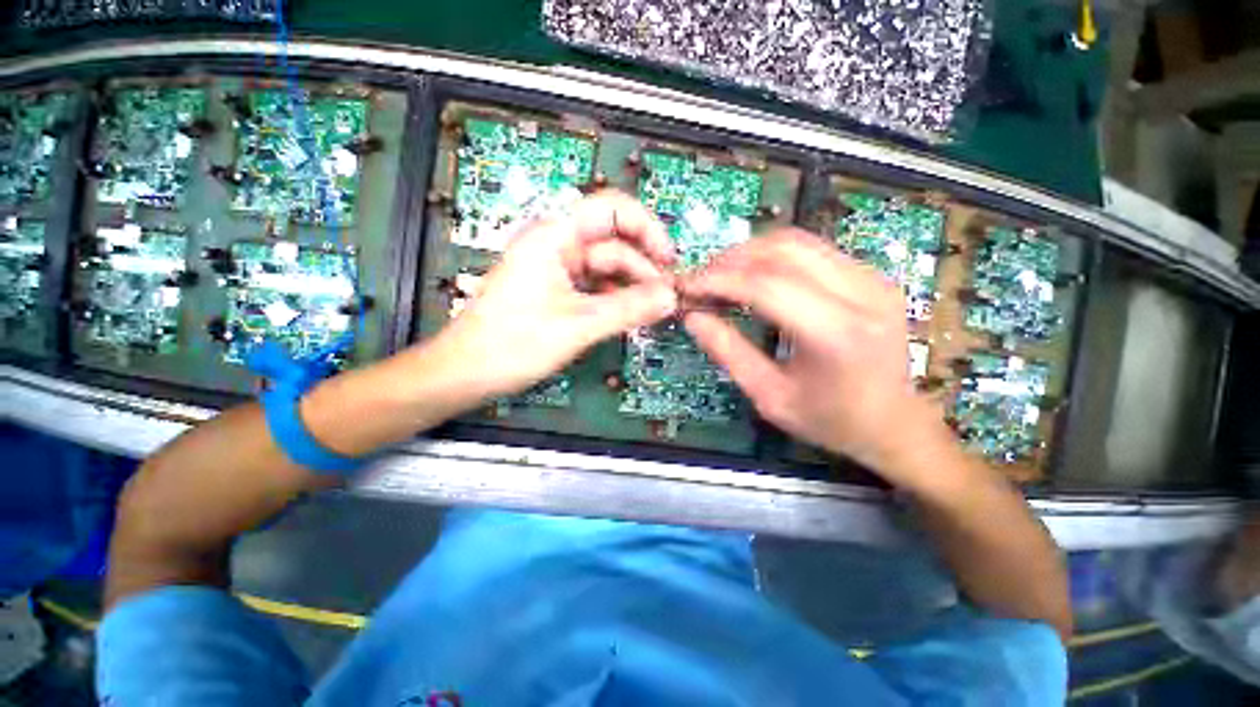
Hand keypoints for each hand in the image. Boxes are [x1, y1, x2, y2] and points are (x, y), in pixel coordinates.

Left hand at [430, 191, 678, 400]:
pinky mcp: (558, 291)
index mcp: (555, 236)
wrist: (467, 372)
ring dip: (633, 287)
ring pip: (607, 268)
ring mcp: (557, 269)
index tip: (670, 260)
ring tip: (655, 311)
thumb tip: (670, 298)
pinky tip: (632, 315)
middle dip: (644, 268)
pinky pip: (597, 287)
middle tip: (668, 299)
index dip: (647, 228)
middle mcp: (557, 245)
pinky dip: (617, 299)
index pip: (612, 209)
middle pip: (614, 244)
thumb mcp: (578, 325)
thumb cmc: (513, 343)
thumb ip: (628, 309)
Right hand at [679, 229, 951, 483]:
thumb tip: (692, 318)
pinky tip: (753, 275)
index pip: (766, 286)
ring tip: (721, 275)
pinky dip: (772, 256)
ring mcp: (872, 278)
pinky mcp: (872, 275)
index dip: (719, 280)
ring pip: (797, 241)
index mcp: (837, 334)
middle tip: (702, 280)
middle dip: (730, 260)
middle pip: (782, 251)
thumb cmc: (830, 420)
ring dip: (749, 252)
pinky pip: (812, 249)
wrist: (895, 423)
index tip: (687, 286)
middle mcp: (862, 294)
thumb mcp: (769, 396)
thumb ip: (728, 352)